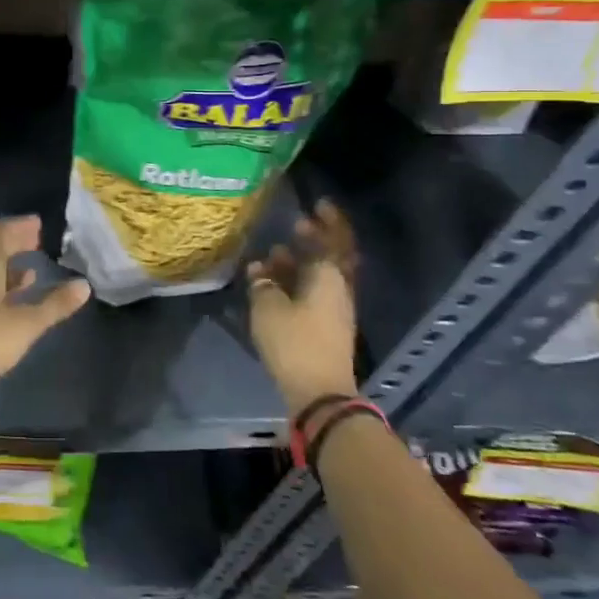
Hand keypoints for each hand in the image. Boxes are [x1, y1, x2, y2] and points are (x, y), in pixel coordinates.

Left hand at [0, 216, 89, 399]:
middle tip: (36, 242)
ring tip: (30, 270)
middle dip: (14, 243)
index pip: (1, 232)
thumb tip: (83, 285)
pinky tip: (11, 298)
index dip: (20, 227)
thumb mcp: (25, 324)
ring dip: (6, 266)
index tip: (38, 224)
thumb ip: (54, 304)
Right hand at [247, 199, 359, 415]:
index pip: (335, 239)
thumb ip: (263, 283)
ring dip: (299, 264)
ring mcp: (335, 311)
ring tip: (272, 256)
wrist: (319, 393)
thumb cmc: (295, 342)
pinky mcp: (326, 329)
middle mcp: (338, 289)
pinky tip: (271, 286)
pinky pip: (312, 295)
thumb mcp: (268, 308)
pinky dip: (295, 285)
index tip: (317, 205)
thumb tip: (260, 269)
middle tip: (293, 226)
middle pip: (329, 258)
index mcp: (330, 276)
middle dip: (312, 241)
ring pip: (318, 277)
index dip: (329, 221)